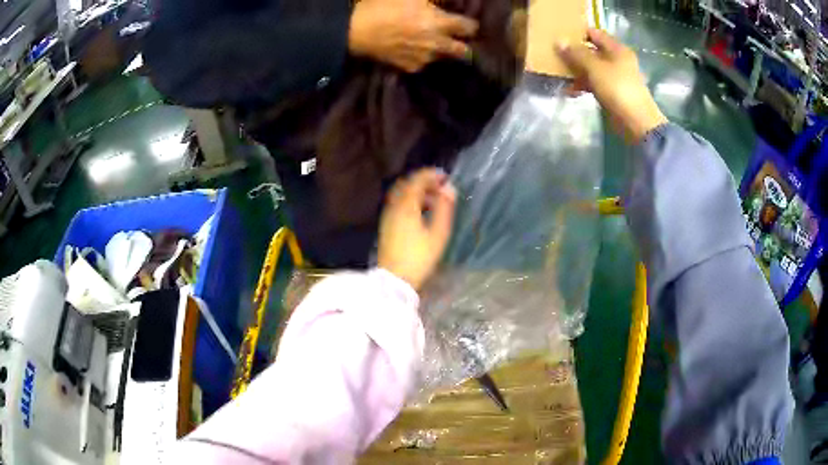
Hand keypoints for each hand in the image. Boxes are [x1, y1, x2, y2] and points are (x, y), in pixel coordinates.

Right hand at [348, 0, 478, 72]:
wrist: (355, 30)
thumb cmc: (383, 5)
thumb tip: (450, 0)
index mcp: (441, 24)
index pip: (470, 28)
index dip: (469, 24)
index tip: (464, 21)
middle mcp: (437, 45)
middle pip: (463, 52)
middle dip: (463, 45)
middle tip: (455, 38)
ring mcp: (424, 59)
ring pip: (442, 58)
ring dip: (440, 51)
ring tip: (429, 42)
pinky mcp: (408, 67)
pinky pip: (422, 63)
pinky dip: (421, 57)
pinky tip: (412, 49)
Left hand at [378, 168, 456, 289]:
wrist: (395, 279)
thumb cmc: (419, 258)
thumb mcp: (438, 234)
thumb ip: (444, 208)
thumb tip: (449, 188)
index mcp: (406, 206)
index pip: (417, 180)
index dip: (431, 175)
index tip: (445, 177)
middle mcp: (394, 206)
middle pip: (407, 184)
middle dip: (423, 181)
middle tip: (440, 187)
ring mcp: (388, 215)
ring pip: (401, 194)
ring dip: (416, 191)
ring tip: (433, 200)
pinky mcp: (386, 225)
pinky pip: (398, 203)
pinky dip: (410, 200)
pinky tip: (421, 211)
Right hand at [557, 29, 667, 142]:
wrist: (637, 123)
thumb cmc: (618, 89)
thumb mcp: (595, 68)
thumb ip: (577, 54)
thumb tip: (559, 41)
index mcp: (617, 49)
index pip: (594, 33)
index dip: (578, 33)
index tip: (560, 35)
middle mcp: (617, 60)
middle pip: (592, 51)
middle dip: (574, 53)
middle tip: (555, 54)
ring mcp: (615, 77)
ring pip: (591, 68)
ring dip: (576, 70)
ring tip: (558, 73)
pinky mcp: (612, 92)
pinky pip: (594, 83)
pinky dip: (582, 85)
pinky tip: (569, 90)